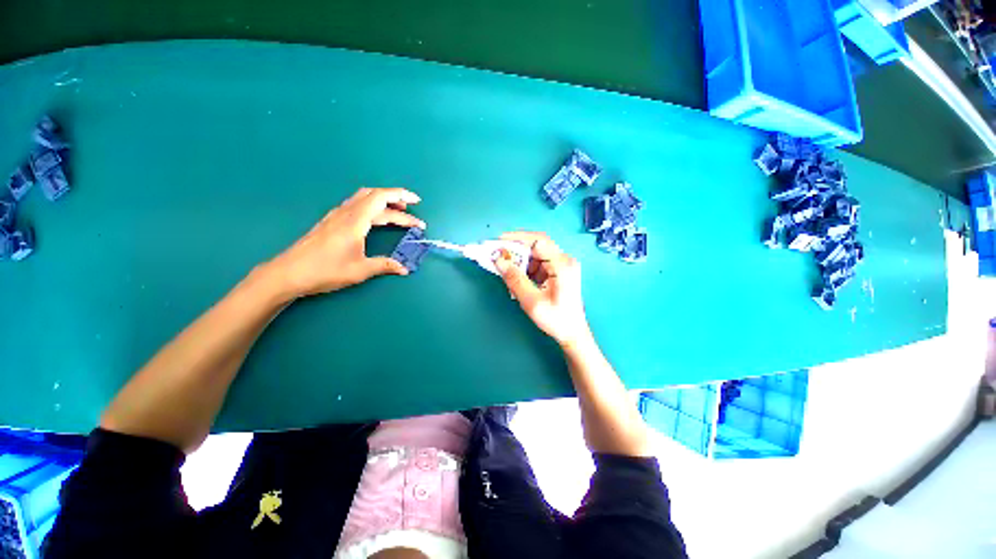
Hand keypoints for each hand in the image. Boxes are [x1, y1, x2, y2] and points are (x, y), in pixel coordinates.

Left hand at [270, 187, 424, 297]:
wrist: (289, 273)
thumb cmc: (325, 270)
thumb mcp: (360, 270)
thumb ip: (385, 265)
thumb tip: (404, 269)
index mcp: (355, 221)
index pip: (381, 198)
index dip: (401, 196)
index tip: (417, 202)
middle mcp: (346, 213)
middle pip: (375, 196)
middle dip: (396, 200)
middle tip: (412, 211)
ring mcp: (337, 216)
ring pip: (364, 199)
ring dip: (384, 203)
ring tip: (398, 213)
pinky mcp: (332, 222)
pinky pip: (356, 206)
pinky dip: (372, 208)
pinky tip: (376, 219)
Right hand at [493, 232, 591, 347]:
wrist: (573, 333)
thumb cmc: (556, 319)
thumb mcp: (532, 301)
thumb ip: (515, 279)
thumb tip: (498, 260)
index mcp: (562, 265)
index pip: (538, 241)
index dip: (517, 238)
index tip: (497, 243)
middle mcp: (564, 260)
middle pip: (537, 245)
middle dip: (516, 249)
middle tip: (498, 255)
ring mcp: (562, 264)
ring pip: (535, 254)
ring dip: (520, 261)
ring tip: (508, 272)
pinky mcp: (557, 270)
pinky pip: (538, 263)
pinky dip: (525, 268)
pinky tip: (518, 279)